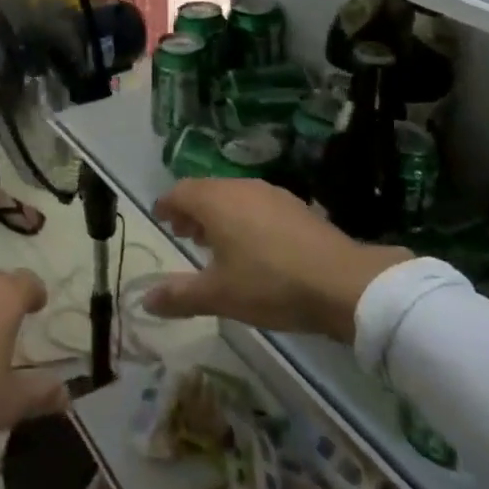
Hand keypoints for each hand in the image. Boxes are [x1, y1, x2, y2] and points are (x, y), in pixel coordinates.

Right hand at [143, 178, 411, 344]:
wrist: (344, 283)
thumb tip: (145, 300)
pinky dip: (243, 218)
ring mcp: (272, 194)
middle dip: (191, 210)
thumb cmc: (270, 284)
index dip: (166, 205)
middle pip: (206, 191)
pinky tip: (253, 247)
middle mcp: (241, 188)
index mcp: (216, 201)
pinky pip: (257, 205)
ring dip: (218, 215)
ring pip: (233, 196)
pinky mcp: (297, 207)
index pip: (180, 192)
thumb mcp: (219, 295)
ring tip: (216, 244)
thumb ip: (179, 295)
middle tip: (184, 235)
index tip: (160, 219)